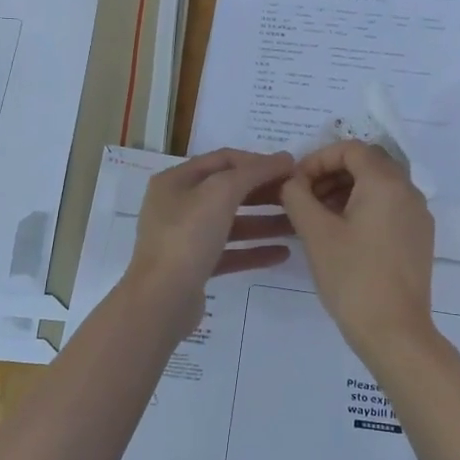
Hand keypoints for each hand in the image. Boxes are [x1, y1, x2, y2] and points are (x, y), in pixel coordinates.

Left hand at [123, 149, 294, 337]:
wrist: (161, 300)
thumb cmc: (188, 236)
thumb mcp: (221, 193)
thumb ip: (254, 172)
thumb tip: (285, 158)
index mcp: (176, 180)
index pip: (223, 160)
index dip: (258, 161)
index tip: (291, 169)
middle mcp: (177, 205)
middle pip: (228, 191)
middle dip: (264, 192)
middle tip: (297, 197)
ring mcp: (184, 238)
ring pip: (231, 223)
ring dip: (264, 222)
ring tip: (297, 226)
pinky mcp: (194, 267)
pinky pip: (229, 252)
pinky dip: (254, 250)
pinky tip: (282, 253)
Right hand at [281, 142, 443, 377]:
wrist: (395, 331)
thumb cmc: (352, 277)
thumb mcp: (315, 233)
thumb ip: (298, 196)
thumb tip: (292, 182)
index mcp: (386, 182)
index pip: (351, 148)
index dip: (319, 158)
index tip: (296, 182)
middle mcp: (409, 191)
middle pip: (367, 164)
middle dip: (331, 173)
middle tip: (303, 197)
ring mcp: (418, 216)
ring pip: (379, 186)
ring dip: (346, 191)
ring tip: (317, 216)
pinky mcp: (419, 238)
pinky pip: (389, 207)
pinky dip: (363, 208)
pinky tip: (341, 234)